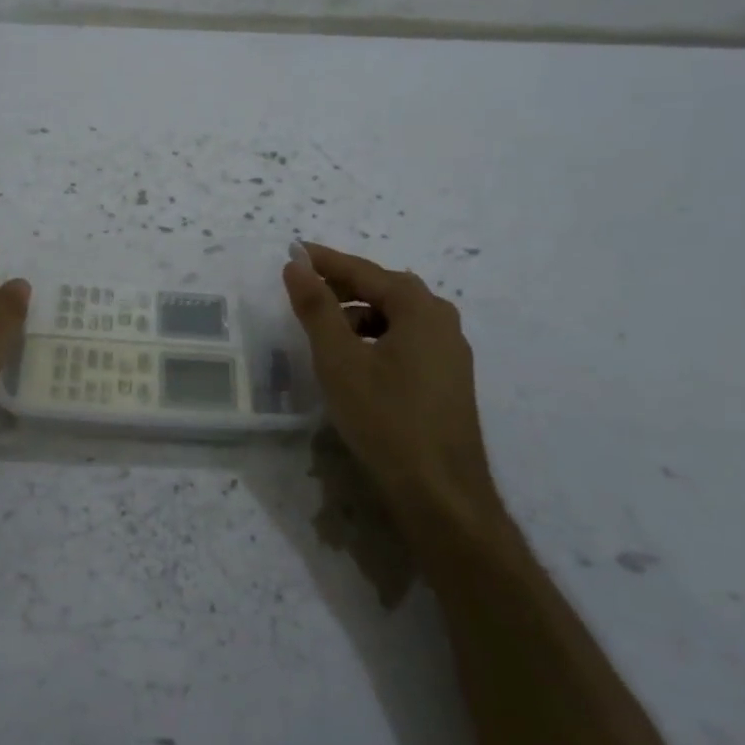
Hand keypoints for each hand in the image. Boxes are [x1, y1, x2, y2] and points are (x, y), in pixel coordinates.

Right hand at [283, 242, 504, 538]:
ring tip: (325, 329)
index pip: (365, 271)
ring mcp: (450, 353)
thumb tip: (296, 264)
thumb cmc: (385, 418)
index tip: (294, 251)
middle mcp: (442, 321)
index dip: (326, 261)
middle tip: (305, 288)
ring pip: (397, 318)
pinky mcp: (448, 380)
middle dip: (343, 286)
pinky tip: (355, 361)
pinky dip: (375, 338)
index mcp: (420, 308)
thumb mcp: (340, 360)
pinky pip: (406, 341)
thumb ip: (316, 308)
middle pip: (385, 290)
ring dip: (359, 314)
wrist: (439, 492)